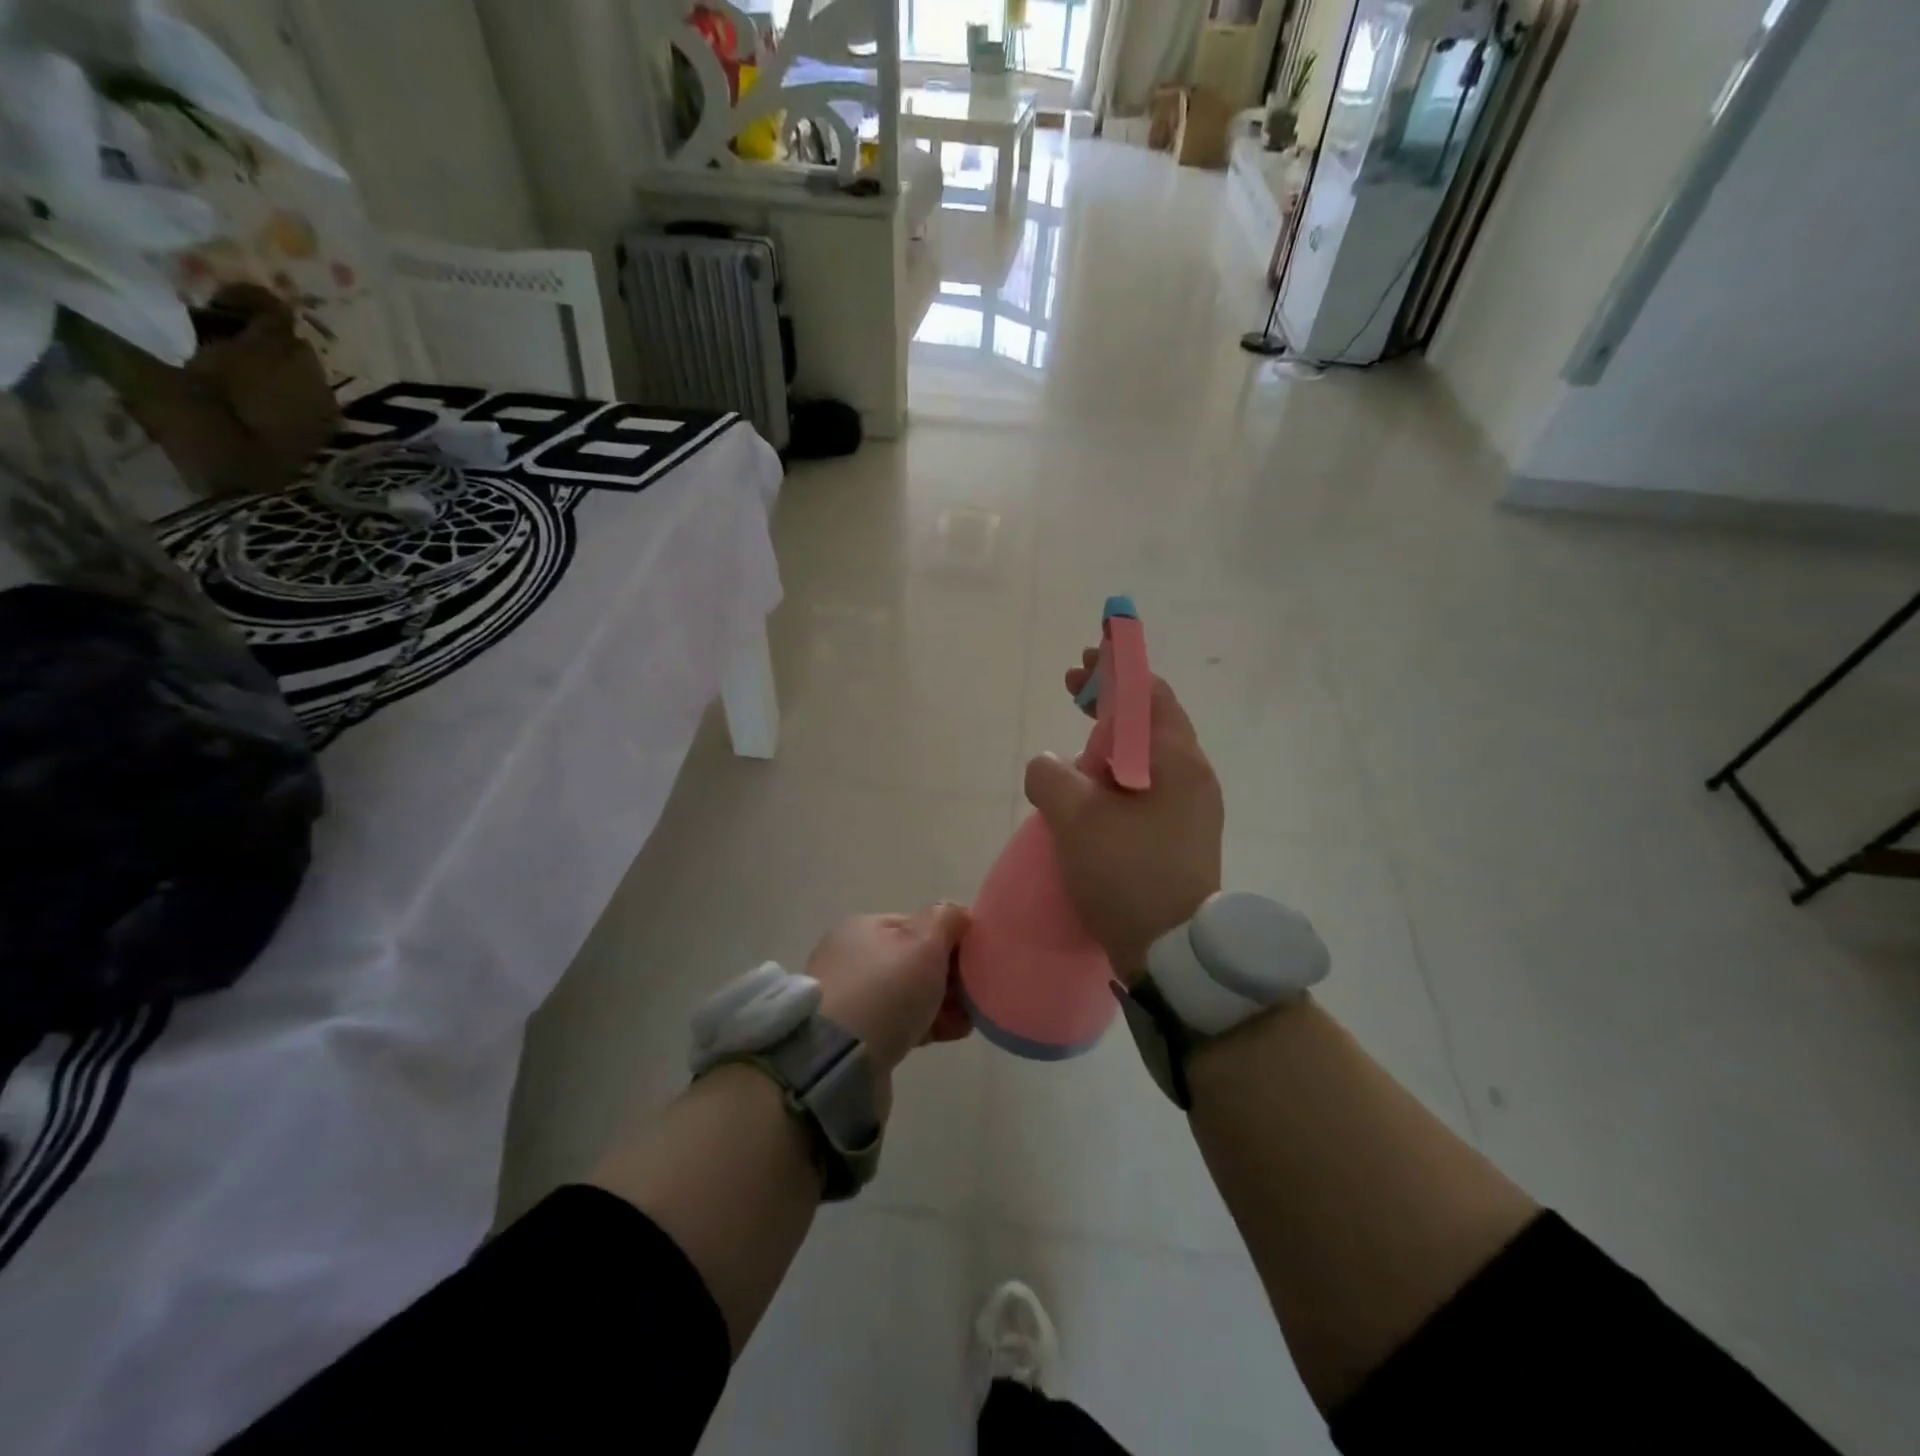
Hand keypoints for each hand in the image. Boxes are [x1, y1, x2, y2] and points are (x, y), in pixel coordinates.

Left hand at [805, 905, 972, 1090]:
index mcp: (863, 929)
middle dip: (948, 974)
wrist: (839, 1062)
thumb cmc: (885, 990)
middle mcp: (852, 959)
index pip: (916, 925)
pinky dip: (928, 1024)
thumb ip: (946, 920)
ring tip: (970, 1017)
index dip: (950, 939)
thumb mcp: (924, 943)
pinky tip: (953, 1032)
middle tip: (976, 992)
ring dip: (942, 1002)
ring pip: (909, 995)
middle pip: (913, 961)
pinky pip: (901, 1023)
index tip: (977, 959)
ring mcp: (851, 1000)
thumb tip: (958, 914)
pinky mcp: (855, 1038)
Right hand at [1023, 650, 1223, 981]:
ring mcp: (1191, 809)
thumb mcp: (1075, 818)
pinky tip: (1092, 789)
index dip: (1117, 668)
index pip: (1150, 692)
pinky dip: (1118, 773)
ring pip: (1146, 756)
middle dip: (1110, 700)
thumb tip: (1048, 766)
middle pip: (1149, 720)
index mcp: (1176, 760)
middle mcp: (1192, 776)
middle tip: (1073, 689)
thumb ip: (1051, 776)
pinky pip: (1146, 787)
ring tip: (1076, 741)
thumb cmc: (1127, 873)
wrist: (1172, 953)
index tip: (1086, 658)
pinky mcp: (1180, 836)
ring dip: (1111, 739)